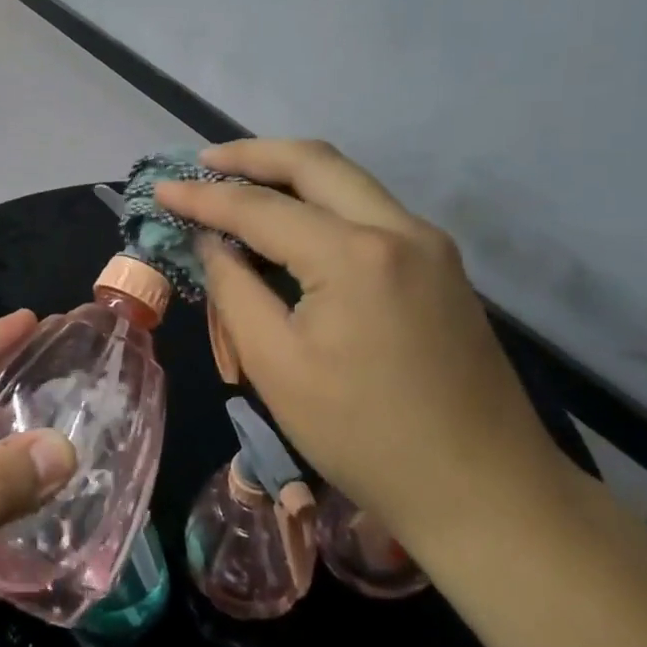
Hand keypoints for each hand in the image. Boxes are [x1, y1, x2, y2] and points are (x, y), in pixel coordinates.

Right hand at [157, 139, 567, 549]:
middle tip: (204, 162)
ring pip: (348, 181)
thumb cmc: (364, 436)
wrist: (484, 491)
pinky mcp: (441, 267)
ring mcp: (429, 244)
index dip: (204, 198)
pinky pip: (369, 212)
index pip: (260, 208)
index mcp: (354, 255)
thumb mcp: (277, 366)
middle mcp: (399, 229)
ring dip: (289, 174)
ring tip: (238, 185)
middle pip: (315, 163)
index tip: (161, 188)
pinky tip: (292, 226)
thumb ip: (235, 291)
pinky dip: (322, 204)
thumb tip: (213, 244)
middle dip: (252, 155)